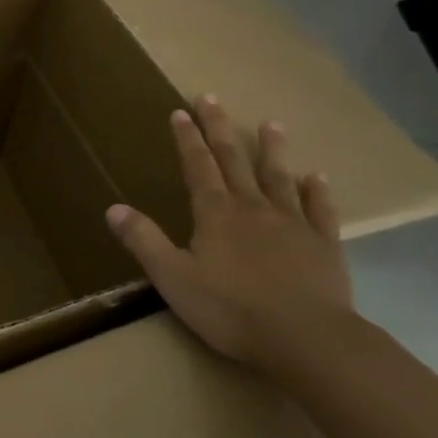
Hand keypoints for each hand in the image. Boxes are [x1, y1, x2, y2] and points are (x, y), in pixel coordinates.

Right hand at [105, 95, 352, 373]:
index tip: (180, 111)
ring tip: (271, 124)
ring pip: (279, 177)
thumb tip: (112, 208)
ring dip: (272, 149)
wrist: (308, 339)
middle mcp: (253, 208)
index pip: (197, 166)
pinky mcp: (324, 245)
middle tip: (211, 98)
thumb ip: (144, 241)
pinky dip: (316, 191)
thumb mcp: (173, 278)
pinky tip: (316, 177)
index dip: (187, 138)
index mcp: (215, 214)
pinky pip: (319, 210)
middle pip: (233, 160)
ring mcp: (292, 224)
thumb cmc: (232, 310)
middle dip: (219, 128)